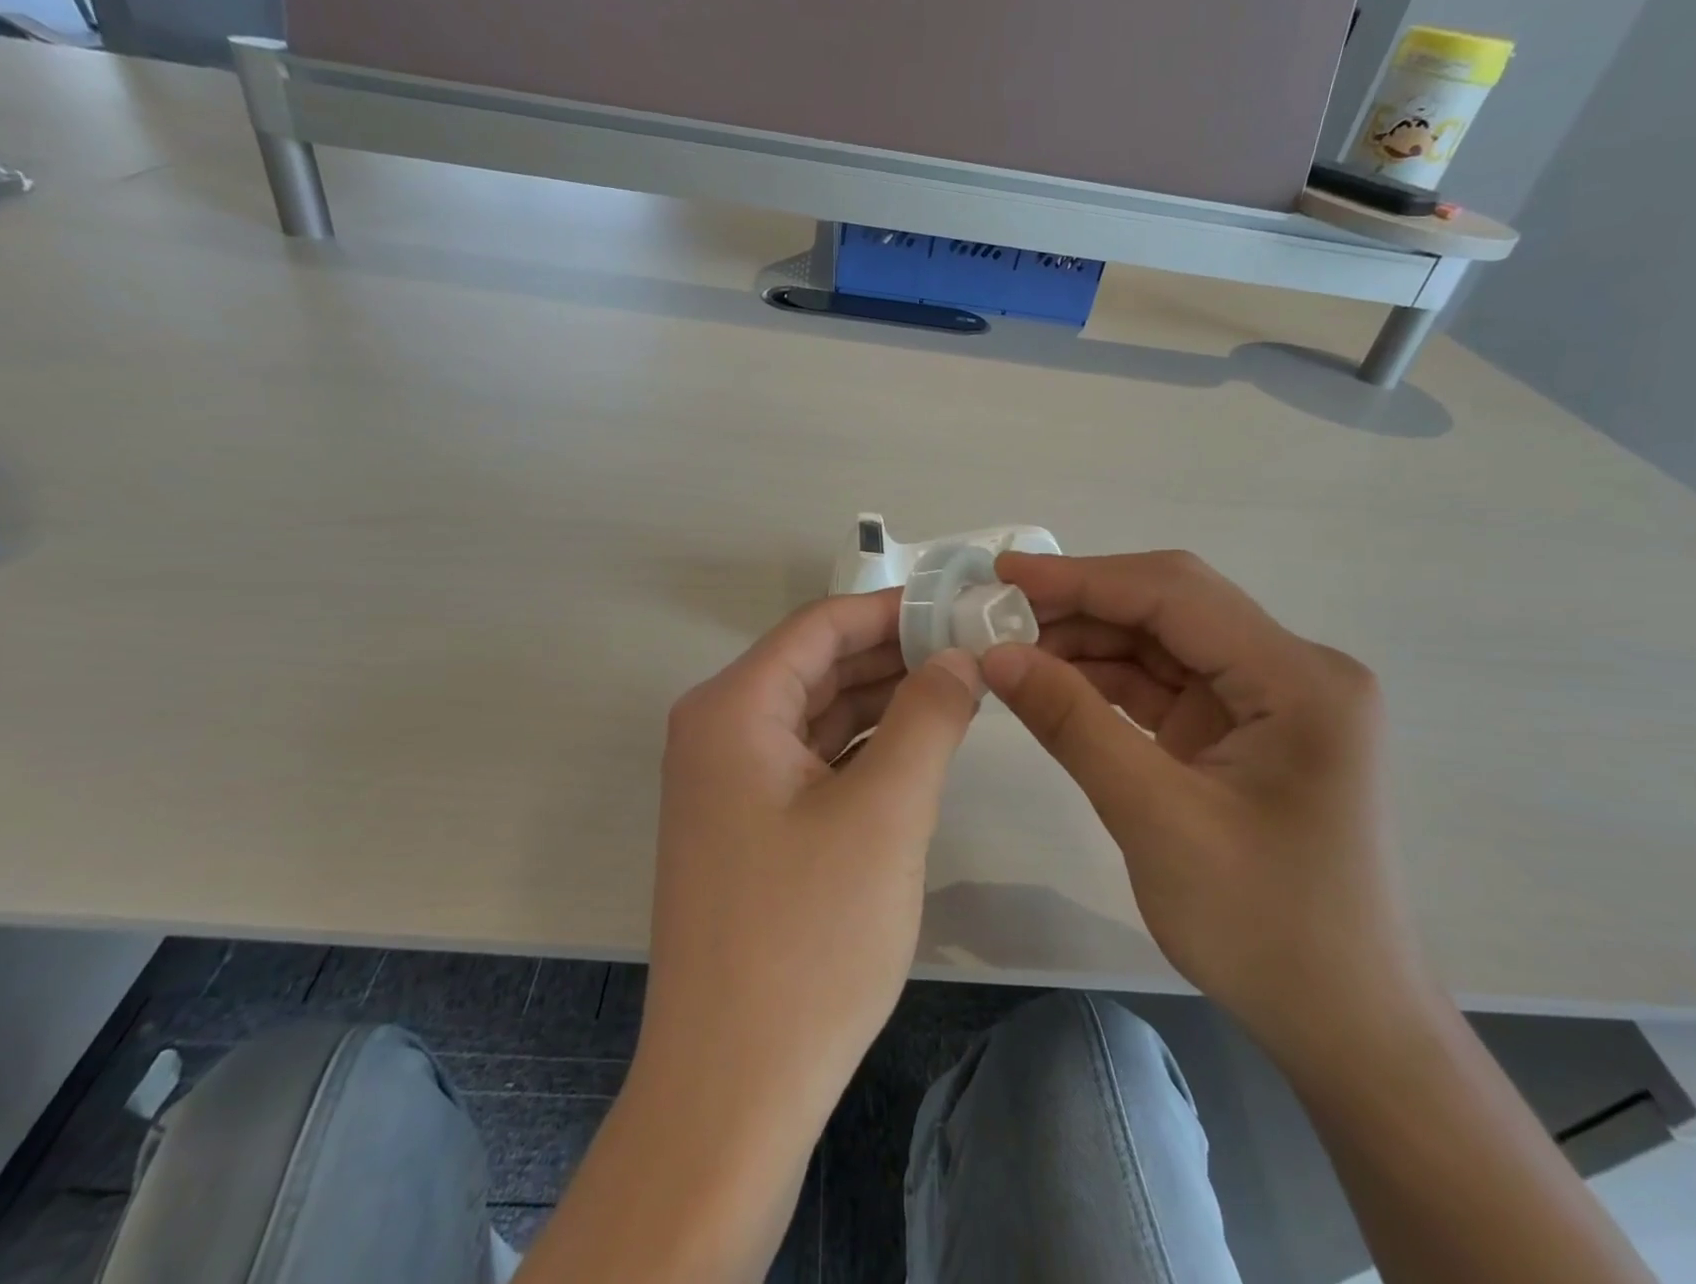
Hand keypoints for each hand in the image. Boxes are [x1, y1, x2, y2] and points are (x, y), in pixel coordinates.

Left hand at [637, 589, 981, 1148]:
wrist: (731, 1090)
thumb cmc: (807, 940)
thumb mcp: (885, 813)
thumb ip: (927, 717)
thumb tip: (959, 657)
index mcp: (733, 708)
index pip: (821, 626)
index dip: (893, 609)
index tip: (961, 606)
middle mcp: (719, 731)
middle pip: (817, 665)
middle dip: (895, 653)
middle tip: (976, 647)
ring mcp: (729, 782)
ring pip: (818, 713)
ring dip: (884, 699)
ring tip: (962, 686)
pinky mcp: (748, 825)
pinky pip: (812, 759)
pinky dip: (864, 746)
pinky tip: (920, 744)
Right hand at [980, 551, 1431, 1067]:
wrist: (1343, 1024)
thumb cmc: (1266, 928)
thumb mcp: (1155, 818)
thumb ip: (1073, 723)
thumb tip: (996, 654)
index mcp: (1298, 680)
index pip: (1175, 594)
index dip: (1083, 577)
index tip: (1003, 573)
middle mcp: (1293, 672)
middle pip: (1169, 609)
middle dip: (1080, 606)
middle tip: (996, 614)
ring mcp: (1267, 700)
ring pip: (1160, 643)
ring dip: (1086, 643)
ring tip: (1011, 650)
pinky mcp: (1241, 730)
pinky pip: (1163, 684)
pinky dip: (1105, 681)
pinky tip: (1051, 684)